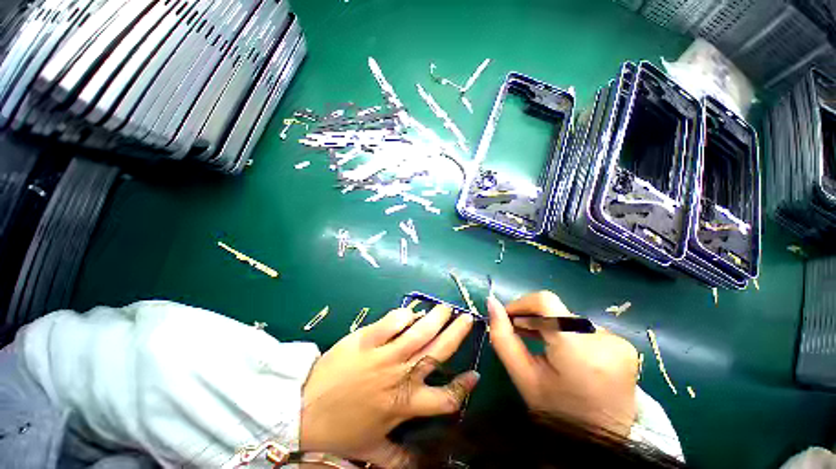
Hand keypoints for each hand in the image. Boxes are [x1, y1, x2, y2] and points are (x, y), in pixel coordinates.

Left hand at [300, 305, 479, 467]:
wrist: (303, 411)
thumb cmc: (340, 431)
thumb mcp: (373, 453)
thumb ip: (402, 458)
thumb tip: (429, 464)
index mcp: (405, 404)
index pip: (445, 398)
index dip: (463, 387)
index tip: (475, 373)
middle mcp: (400, 376)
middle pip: (437, 351)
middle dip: (456, 333)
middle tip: (466, 318)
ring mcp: (383, 354)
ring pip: (419, 331)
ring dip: (436, 317)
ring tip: (445, 308)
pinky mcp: (366, 339)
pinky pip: (391, 322)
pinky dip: (405, 315)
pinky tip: (411, 313)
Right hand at [487, 291, 638, 436]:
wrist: (601, 442)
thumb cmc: (556, 412)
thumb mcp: (523, 376)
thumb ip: (502, 337)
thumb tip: (492, 303)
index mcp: (577, 350)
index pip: (545, 301)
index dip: (522, 304)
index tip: (509, 318)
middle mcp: (604, 340)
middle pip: (556, 310)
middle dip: (533, 317)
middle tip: (520, 332)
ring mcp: (619, 342)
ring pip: (568, 317)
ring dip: (550, 325)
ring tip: (540, 342)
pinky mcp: (625, 346)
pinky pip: (585, 327)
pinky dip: (568, 333)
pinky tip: (563, 351)